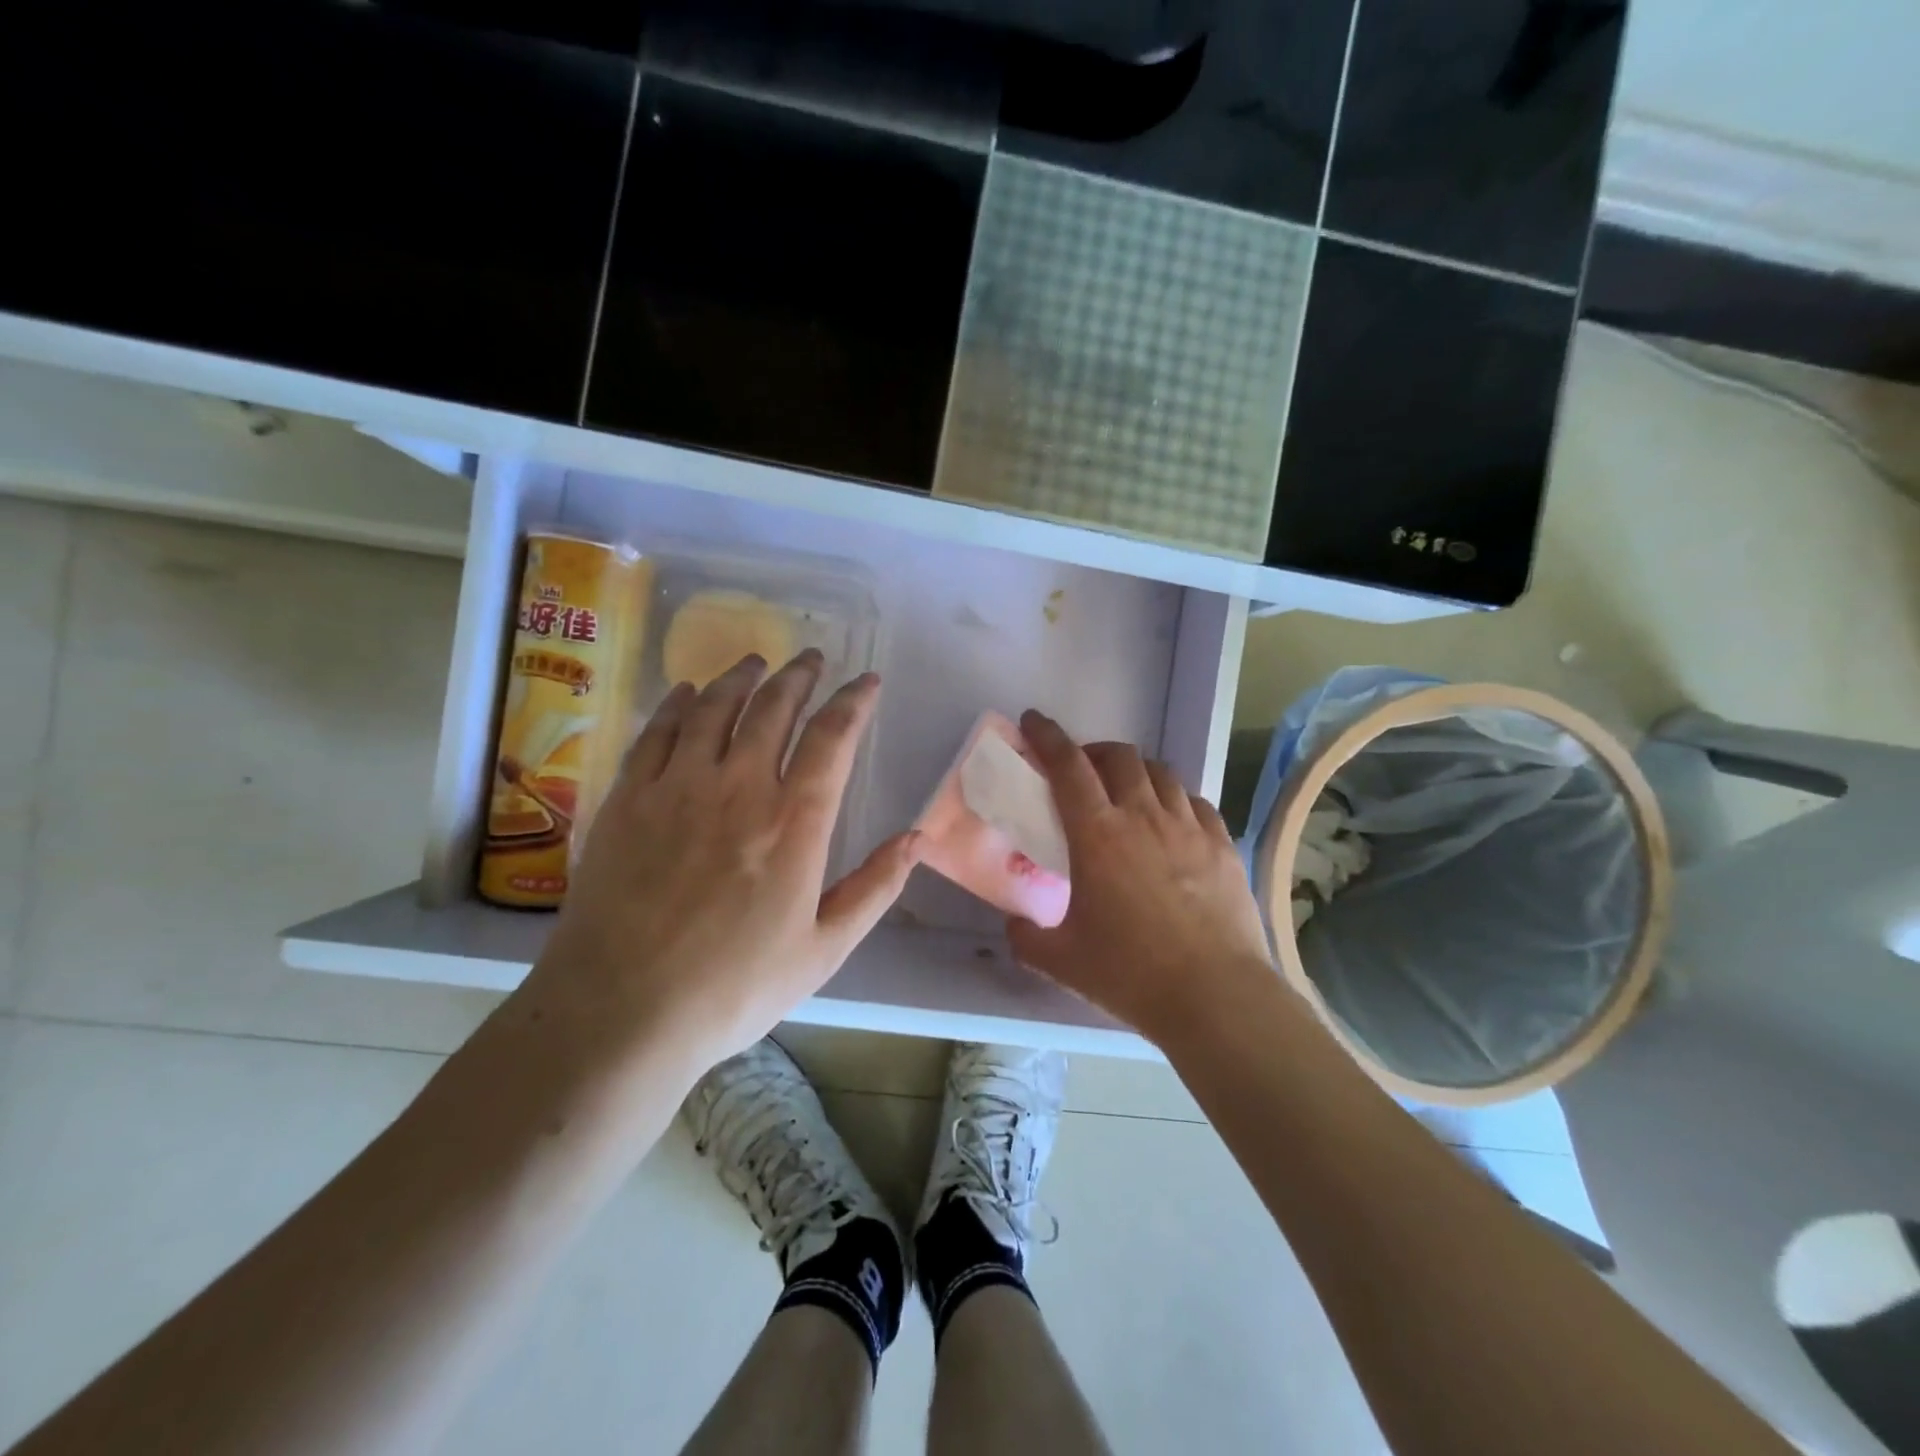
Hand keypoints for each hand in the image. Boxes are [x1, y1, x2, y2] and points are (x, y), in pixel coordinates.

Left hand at [525, 650, 920, 1074]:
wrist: (621, 1012)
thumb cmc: (733, 987)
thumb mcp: (824, 950)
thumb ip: (875, 888)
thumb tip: (917, 838)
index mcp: (794, 822)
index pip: (832, 738)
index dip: (854, 701)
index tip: (867, 680)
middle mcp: (739, 787)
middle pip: (774, 708)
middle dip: (799, 676)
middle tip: (811, 658)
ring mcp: (677, 787)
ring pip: (715, 708)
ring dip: (741, 678)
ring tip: (756, 662)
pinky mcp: (628, 799)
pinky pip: (657, 732)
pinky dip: (678, 704)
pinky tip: (687, 692)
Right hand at [1007, 710, 1275, 1047]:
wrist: (1214, 995)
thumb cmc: (1129, 973)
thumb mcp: (1060, 961)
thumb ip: (1025, 937)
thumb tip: (1015, 925)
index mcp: (1097, 834)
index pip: (1067, 766)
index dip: (1048, 736)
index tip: (1034, 721)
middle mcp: (1143, 816)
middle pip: (1118, 756)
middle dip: (1093, 751)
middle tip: (1081, 772)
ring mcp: (1188, 827)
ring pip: (1160, 772)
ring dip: (1135, 771)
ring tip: (1126, 792)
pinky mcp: (1222, 845)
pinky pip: (1196, 802)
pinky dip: (1175, 799)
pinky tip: (1171, 821)